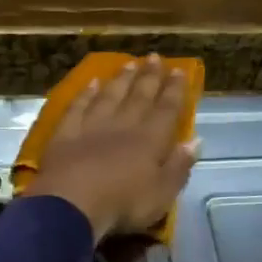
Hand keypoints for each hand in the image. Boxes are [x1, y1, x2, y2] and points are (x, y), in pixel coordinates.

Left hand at [21, 55, 197, 241]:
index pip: (166, 110)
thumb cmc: (123, 204)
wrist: (71, 204)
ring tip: (128, 64)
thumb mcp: (162, 194)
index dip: (174, 90)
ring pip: (109, 97)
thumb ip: (179, 166)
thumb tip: (196, 141)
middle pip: (138, 97)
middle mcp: (122, 126)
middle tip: (153, 57)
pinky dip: (85, 94)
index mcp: (149, 141)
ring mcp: (91, 127)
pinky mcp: (64, 134)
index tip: (179, 71)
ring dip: (120, 80)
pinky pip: (77, 108)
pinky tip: (90, 83)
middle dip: (148, 77)